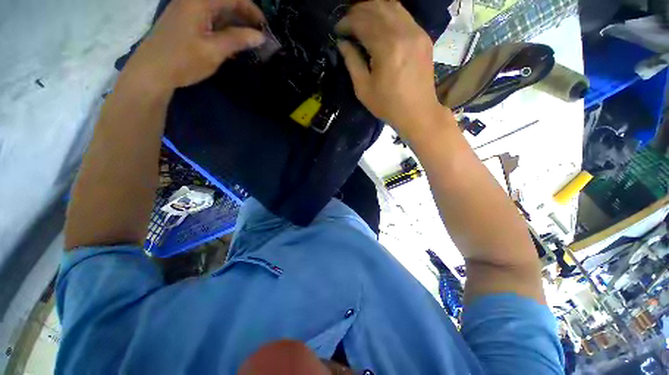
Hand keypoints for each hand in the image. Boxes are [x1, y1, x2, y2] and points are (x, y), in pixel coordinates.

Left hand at [125, 0, 265, 91]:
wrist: (151, 71)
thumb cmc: (183, 60)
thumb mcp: (214, 51)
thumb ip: (237, 40)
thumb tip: (260, 36)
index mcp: (199, 2)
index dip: (252, 10)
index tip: (265, 27)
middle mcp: (193, 0)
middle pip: (225, 2)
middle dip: (244, 16)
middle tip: (259, 36)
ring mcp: (187, 10)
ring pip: (218, 11)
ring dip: (235, 24)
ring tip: (249, 41)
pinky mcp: (185, 21)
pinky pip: (210, 19)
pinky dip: (223, 28)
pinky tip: (232, 43)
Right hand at [336, 0, 446, 136]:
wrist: (418, 112)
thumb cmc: (388, 105)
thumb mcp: (364, 89)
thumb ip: (352, 62)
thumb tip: (342, 44)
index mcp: (387, 48)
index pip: (363, 22)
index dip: (347, 23)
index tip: (337, 30)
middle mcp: (403, 32)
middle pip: (377, 8)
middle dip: (358, 11)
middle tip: (347, 23)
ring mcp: (417, 32)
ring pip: (392, 6)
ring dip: (373, 9)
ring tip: (361, 20)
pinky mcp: (423, 36)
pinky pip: (403, 15)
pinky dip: (388, 14)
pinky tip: (379, 24)